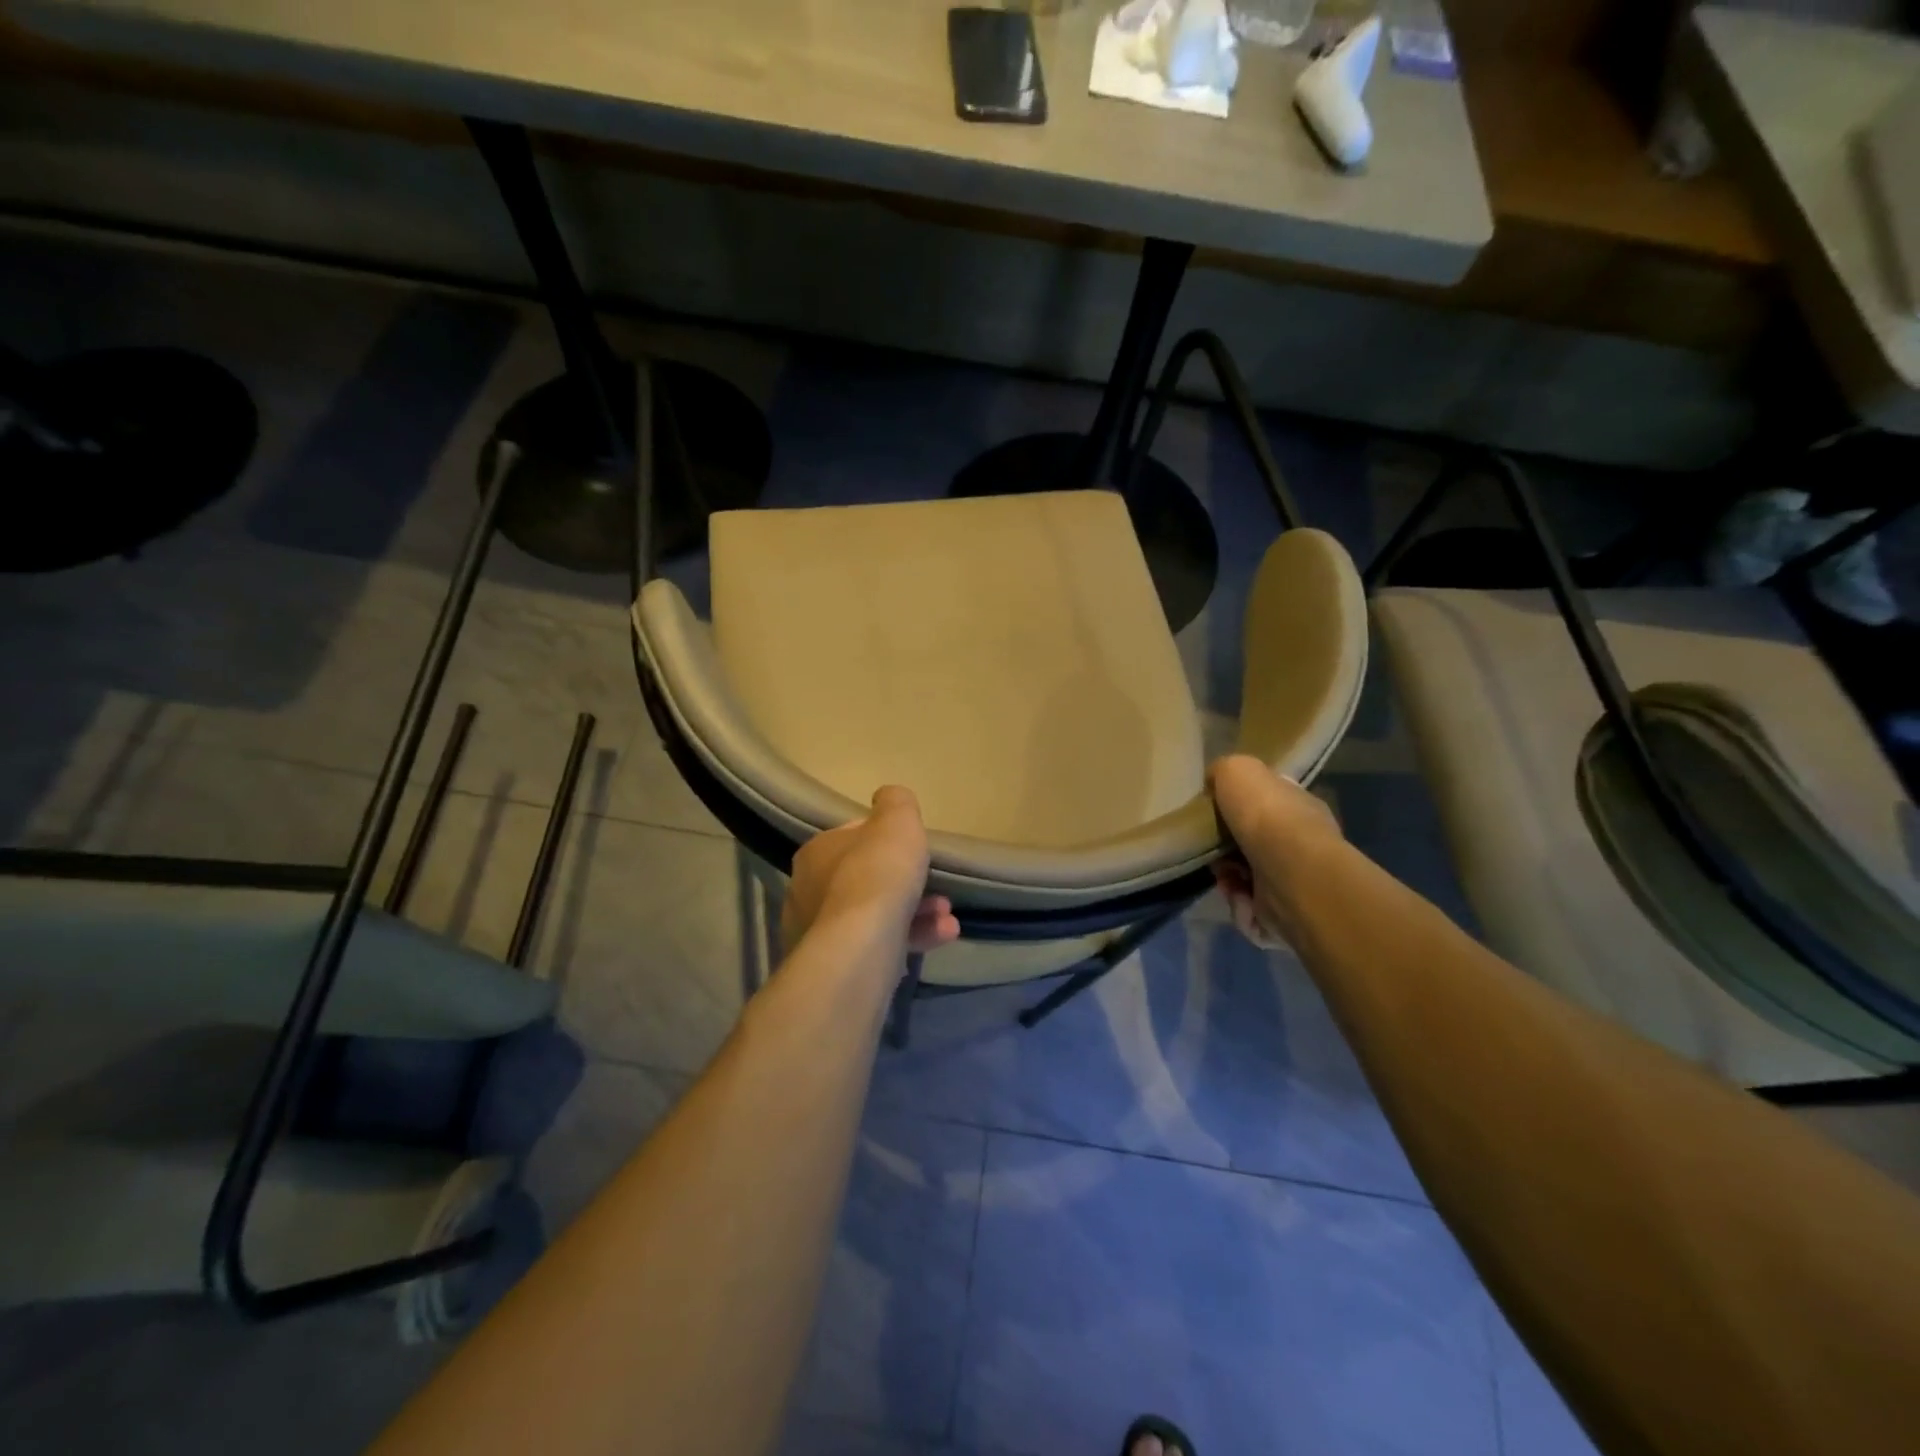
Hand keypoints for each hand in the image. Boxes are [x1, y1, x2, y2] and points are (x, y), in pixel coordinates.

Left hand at [782, 786, 961, 956]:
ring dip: (916, 913)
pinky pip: (877, 947)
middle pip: (867, 880)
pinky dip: (910, 939)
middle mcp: (808, 892)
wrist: (860, 949)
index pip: (852, 838)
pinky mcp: (834, 968)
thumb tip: (888, 797)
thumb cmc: (877, 875)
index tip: (915, 850)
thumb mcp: (897, 822)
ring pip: (875, 917)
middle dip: (907, 883)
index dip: (887, 841)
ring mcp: (818, 935)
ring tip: (948, 919)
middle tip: (940, 891)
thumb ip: (896, 803)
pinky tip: (941, 938)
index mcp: (816, 852)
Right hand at [1208, 755, 1343, 949]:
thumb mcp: (1237, 770)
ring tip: (1225, 878)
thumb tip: (1216, 783)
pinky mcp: (1289, 915)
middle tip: (1211, 851)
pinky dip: (1240, 905)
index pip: (1267, 804)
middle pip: (1251, 844)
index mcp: (1297, 806)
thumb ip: (1223, 772)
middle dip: (1225, 850)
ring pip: (1248, 879)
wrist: (1289, 871)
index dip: (1237, 809)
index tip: (1214, 815)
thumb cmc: (1265, 815)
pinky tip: (1239, 896)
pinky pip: (1251, 911)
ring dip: (1229, 880)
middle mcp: (1301, 842)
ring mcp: (1297, 880)